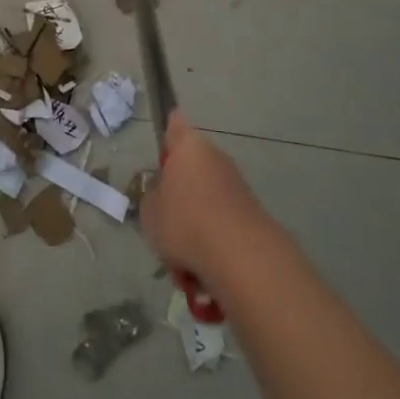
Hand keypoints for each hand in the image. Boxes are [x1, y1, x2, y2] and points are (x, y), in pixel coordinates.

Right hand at [139, 112, 270, 284]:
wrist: (241, 257)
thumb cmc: (185, 222)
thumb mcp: (149, 211)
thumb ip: (152, 197)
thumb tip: (163, 195)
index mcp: (188, 146)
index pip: (175, 125)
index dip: (167, 132)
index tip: (162, 146)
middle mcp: (215, 158)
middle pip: (190, 170)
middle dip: (178, 196)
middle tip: (163, 222)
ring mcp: (236, 186)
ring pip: (203, 203)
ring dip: (193, 227)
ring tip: (181, 262)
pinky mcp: (250, 215)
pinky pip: (219, 227)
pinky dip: (210, 246)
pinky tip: (200, 273)